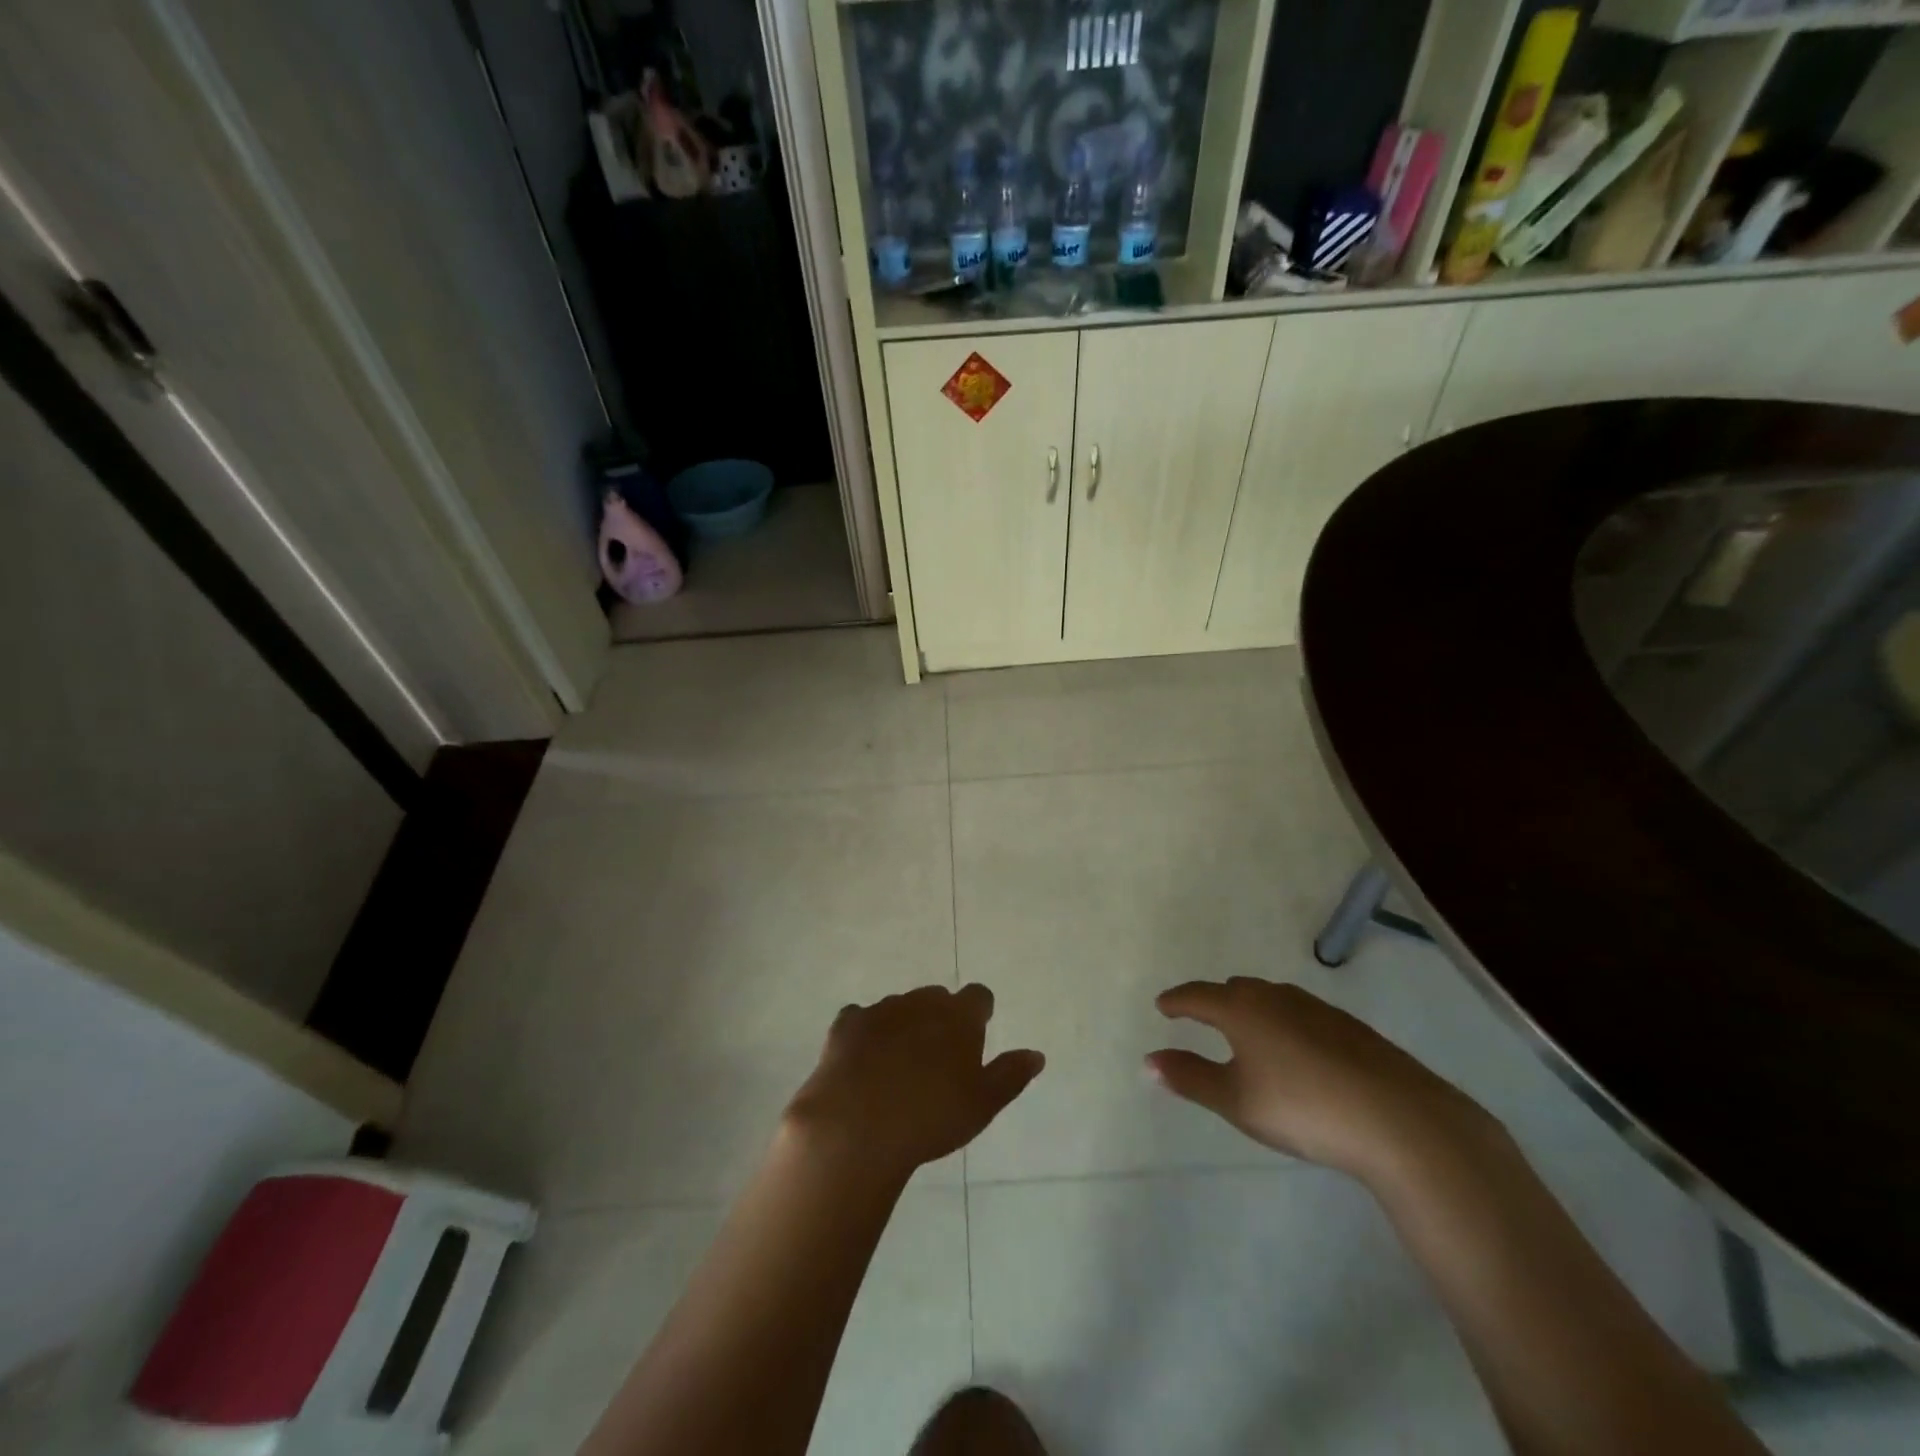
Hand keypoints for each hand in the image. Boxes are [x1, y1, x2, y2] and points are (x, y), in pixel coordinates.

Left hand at [785, 984, 1043, 1179]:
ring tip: (899, 1064)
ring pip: (900, 1006)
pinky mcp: (847, 1024)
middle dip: (940, 1017)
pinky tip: (863, 1058)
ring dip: (904, 1024)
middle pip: (937, 998)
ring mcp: (882, 1009)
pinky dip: (866, 1031)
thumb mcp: (983, 1104)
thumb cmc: (932, 1118)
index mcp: (959, 1017)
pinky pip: (861, 1017)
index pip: (979, 996)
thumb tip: (1036, 1054)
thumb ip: (1010, 1074)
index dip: (979, 1012)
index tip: (977, 1033)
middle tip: (938, 1056)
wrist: (858, 1126)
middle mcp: (922, 1002)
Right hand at [1146, 977, 1489, 1184]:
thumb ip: (1190, 1077)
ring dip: (1251, 1009)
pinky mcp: (1351, 1028)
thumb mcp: (1236, 1100)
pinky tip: (1296, 1050)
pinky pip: (1301, 1014)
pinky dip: (1284, 1023)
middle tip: (1201, 1015)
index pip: (1198, 996)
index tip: (1162, 1005)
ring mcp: (1318, 1010)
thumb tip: (1149, 1061)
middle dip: (1215, 1000)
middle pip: (1236, 990)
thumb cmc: (1302, 1107)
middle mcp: (1277, 998)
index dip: (1177, 1001)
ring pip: (1272, 999)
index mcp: (1242, 1010)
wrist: (1399, 1120)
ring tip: (1246, 1031)